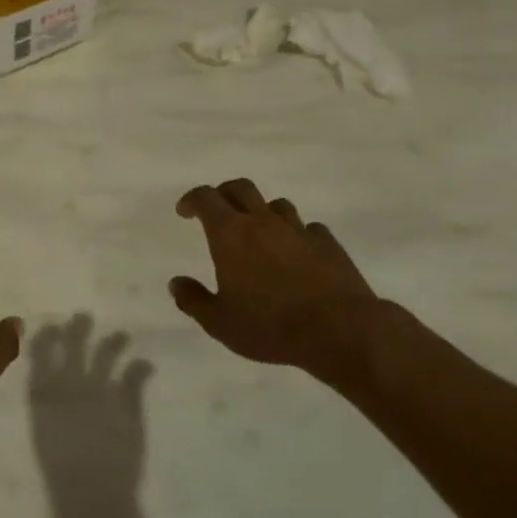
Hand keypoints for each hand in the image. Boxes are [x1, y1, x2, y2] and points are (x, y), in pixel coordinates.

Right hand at [29, 317, 151, 517]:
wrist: (91, 500)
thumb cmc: (60, 474)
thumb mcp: (44, 434)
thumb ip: (47, 406)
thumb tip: (49, 384)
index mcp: (44, 395)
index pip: (40, 353)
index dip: (46, 336)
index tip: (53, 326)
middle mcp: (71, 387)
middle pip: (74, 346)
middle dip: (78, 328)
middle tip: (84, 317)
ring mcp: (101, 393)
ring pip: (106, 355)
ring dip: (114, 342)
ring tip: (123, 335)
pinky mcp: (128, 406)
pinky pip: (135, 377)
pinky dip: (141, 367)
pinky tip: (146, 364)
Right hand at [169, 179, 415, 390]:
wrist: (340, 330)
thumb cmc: (270, 326)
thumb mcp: (220, 323)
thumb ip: (193, 300)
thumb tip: (176, 283)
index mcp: (230, 234)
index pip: (206, 198)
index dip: (191, 199)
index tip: (184, 211)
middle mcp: (263, 222)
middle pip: (240, 188)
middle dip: (224, 193)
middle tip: (216, 210)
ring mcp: (298, 230)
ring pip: (276, 204)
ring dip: (261, 211)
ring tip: (258, 231)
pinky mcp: (328, 243)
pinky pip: (308, 228)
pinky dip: (296, 233)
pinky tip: (297, 251)